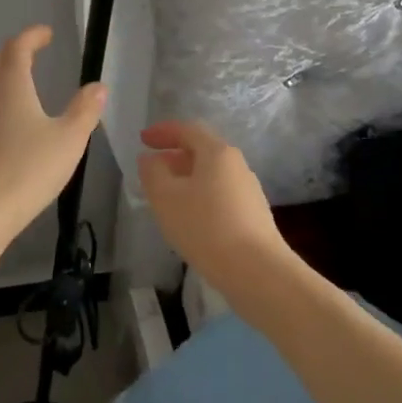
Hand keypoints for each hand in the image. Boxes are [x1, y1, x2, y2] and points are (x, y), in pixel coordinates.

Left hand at [0, 26, 105, 253]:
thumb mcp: (68, 140)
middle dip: (12, 54)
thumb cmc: (27, 170)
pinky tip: (8, 129)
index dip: (32, 36)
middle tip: (33, 60)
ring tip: (23, 94)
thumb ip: (85, 110)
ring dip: (0, 80)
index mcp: (10, 84)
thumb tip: (98, 86)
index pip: (17, 46)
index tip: (47, 34)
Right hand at [138, 120, 293, 298]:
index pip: (188, 129)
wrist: (258, 273)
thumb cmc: (206, 227)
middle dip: (174, 156)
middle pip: (202, 150)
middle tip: (152, 169)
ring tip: (167, 197)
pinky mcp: (253, 215)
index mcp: (217, 152)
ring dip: (187, 178)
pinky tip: (190, 219)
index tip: (142, 139)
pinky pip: (220, 194)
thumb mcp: (166, 198)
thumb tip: (150, 159)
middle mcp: (237, 165)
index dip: (163, 131)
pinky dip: (200, 196)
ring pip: (211, 174)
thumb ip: (152, 172)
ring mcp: (249, 191)